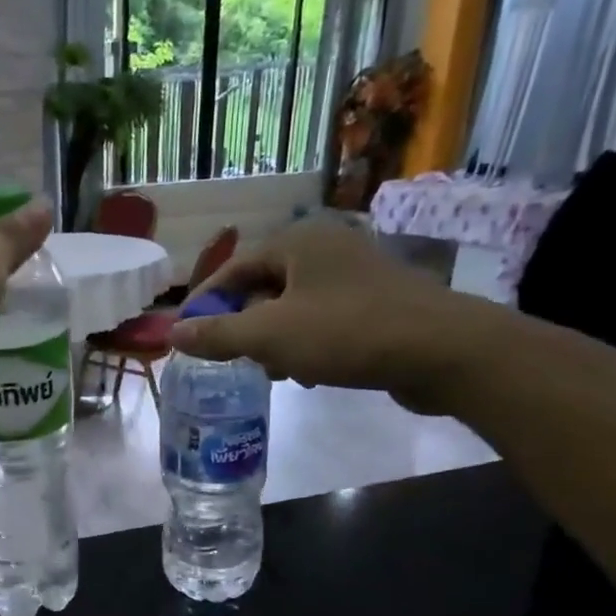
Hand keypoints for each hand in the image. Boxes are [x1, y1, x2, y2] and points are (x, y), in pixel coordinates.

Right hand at [169, 216, 503, 411]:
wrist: (441, 351)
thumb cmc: (346, 333)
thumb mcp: (270, 336)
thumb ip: (218, 335)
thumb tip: (175, 333)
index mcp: (297, 243)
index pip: (233, 269)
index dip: (205, 302)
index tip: (187, 333)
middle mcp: (325, 248)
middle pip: (263, 287)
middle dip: (244, 325)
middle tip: (232, 358)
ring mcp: (355, 274)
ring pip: (294, 307)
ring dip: (275, 339)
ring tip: (273, 371)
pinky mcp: (377, 302)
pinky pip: (323, 319)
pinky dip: (307, 343)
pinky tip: (308, 372)